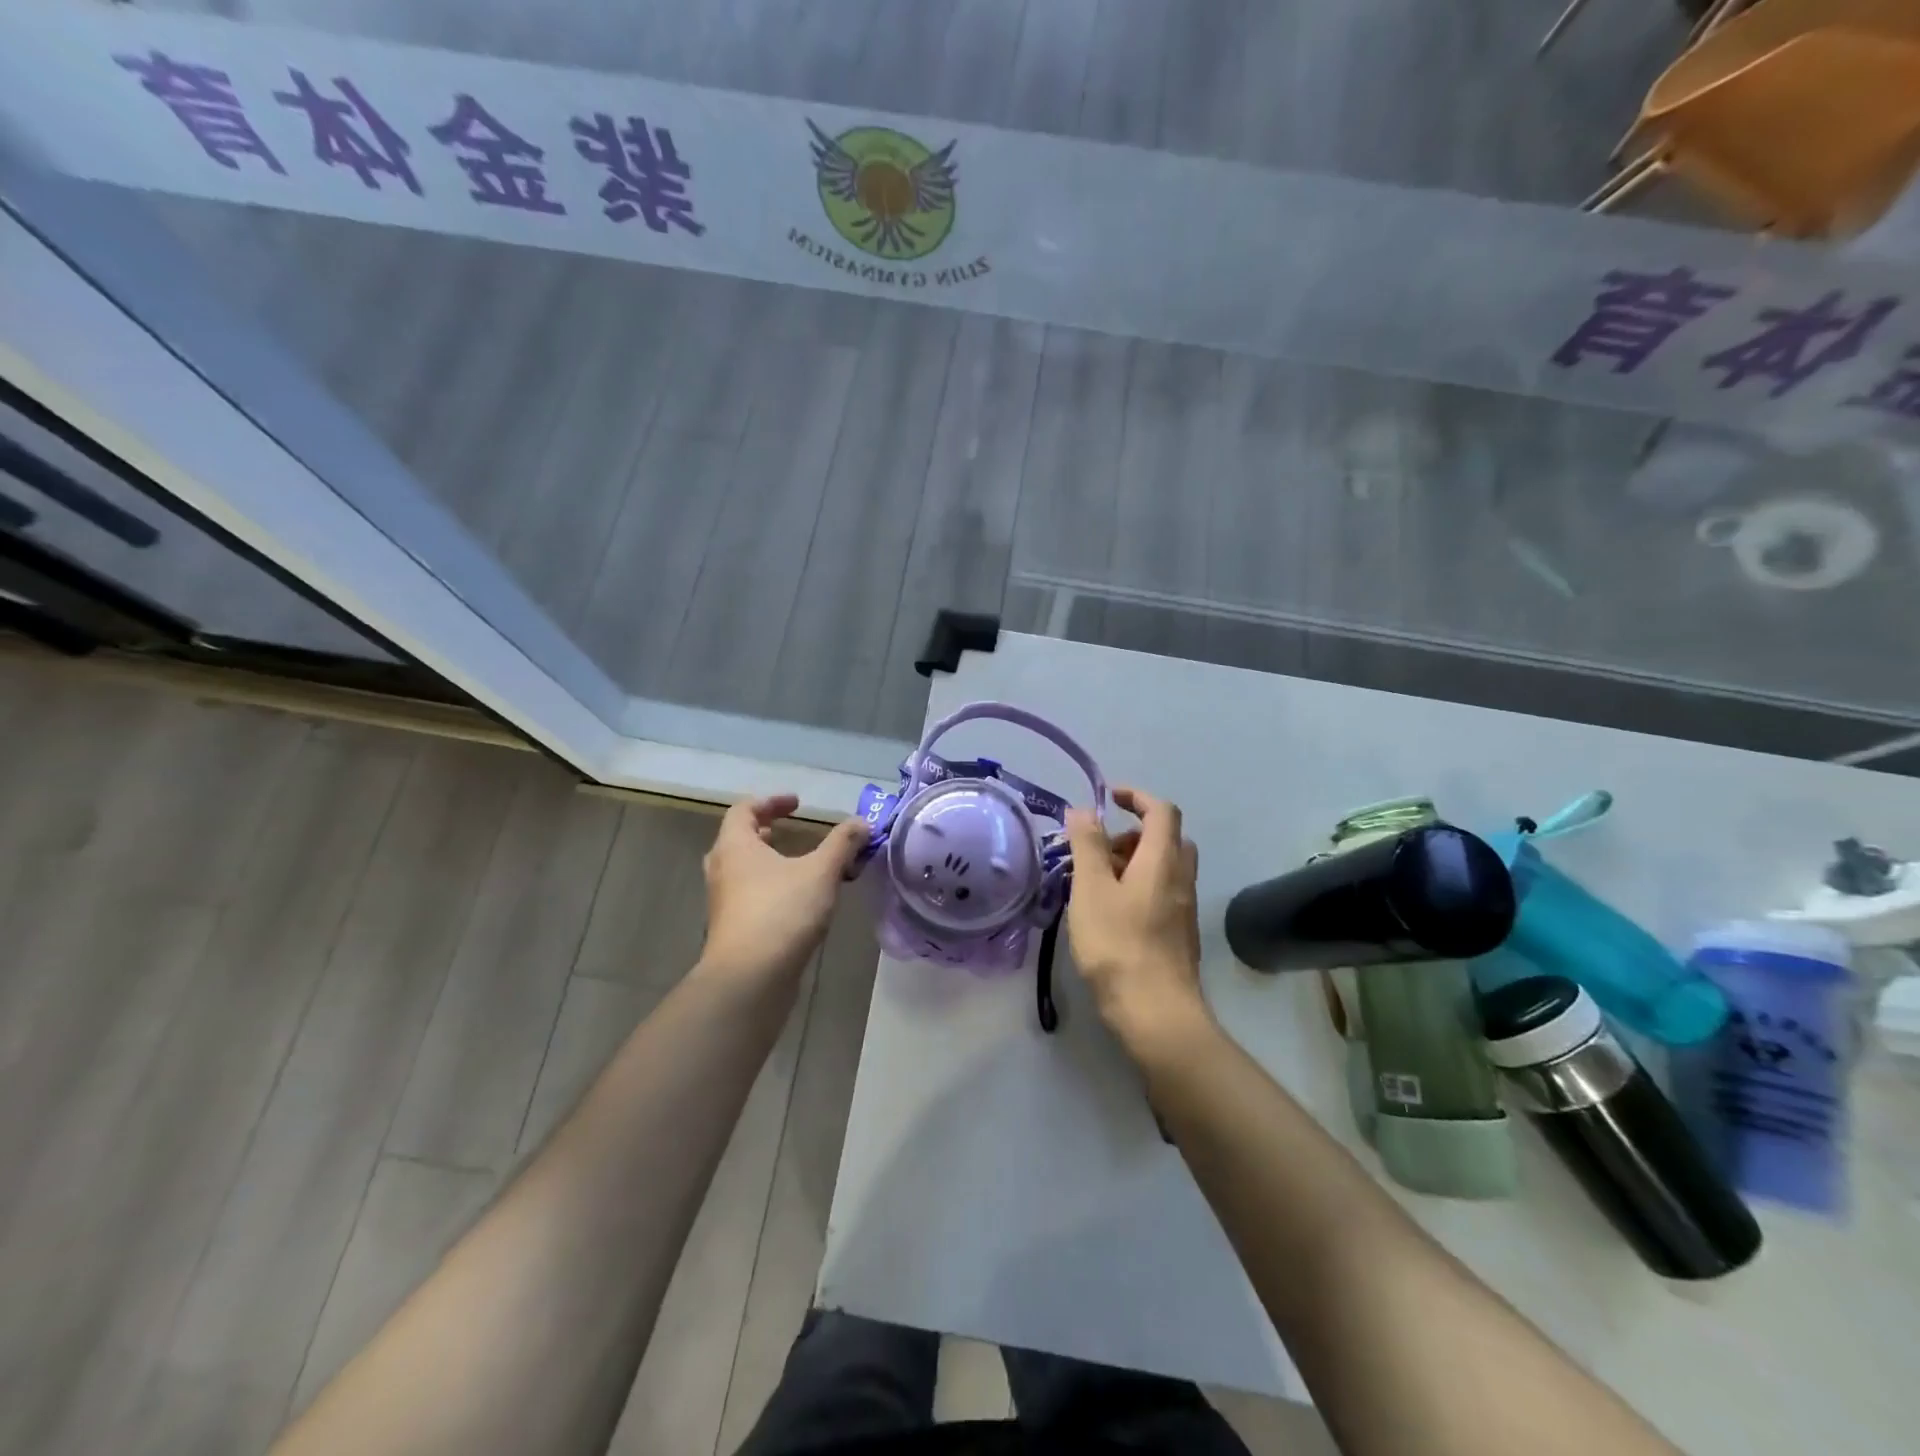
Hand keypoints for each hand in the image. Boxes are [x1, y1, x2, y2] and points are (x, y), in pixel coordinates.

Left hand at [699, 795, 869, 992]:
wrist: (749, 979)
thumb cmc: (782, 913)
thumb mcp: (821, 872)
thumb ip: (842, 844)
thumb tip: (862, 822)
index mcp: (736, 846)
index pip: (744, 809)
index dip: (771, 801)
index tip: (798, 804)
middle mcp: (722, 869)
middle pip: (737, 839)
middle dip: (765, 832)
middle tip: (788, 831)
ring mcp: (723, 902)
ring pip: (742, 871)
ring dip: (768, 862)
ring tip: (797, 865)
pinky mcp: (731, 929)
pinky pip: (749, 896)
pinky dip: (770, 888)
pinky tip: (798, 901)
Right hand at [1065, 788, 1211, 1064]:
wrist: (1156, 1013)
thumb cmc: (1118, 945)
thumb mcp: (1091, 890)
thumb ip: (1088, 846)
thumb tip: (1085, 810)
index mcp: (1162, 860)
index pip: (1161, 811)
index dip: (1137, 796)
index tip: (1108, 798)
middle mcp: (1181, 879)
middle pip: (1166, 839)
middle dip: (1132, 834)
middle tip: (1100, 852)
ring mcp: (1184, 909)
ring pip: (1164, 868)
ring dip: (1133, 863)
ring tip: (1096, 886)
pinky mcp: (1180, 935)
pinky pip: (1162, 893)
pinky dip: (1139, 888)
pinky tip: (1110, 915)